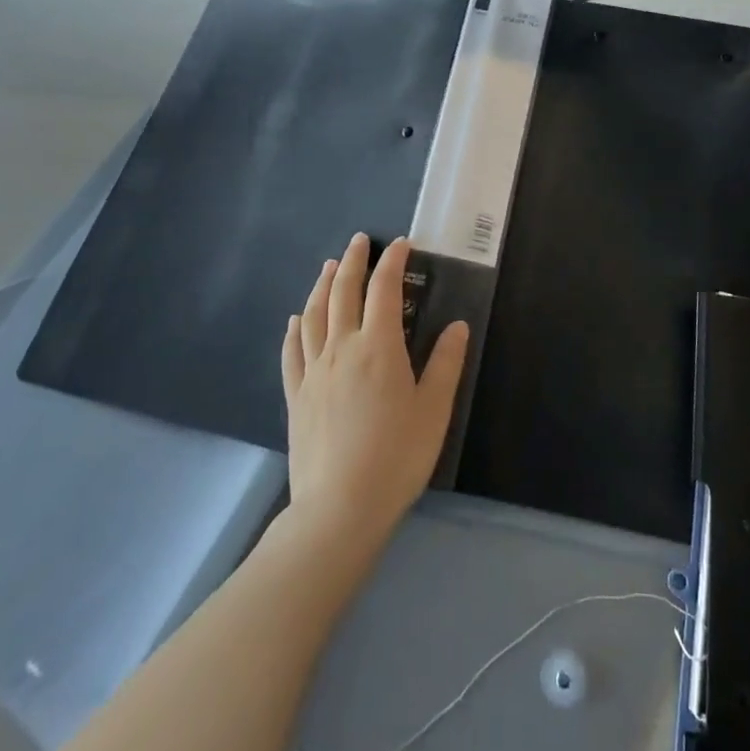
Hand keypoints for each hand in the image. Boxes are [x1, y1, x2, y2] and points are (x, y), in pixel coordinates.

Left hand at [281, 234, 468, 541]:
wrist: (339, 509)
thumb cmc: (396, 457)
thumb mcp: (433, 409)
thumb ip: (445, 363)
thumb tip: (458, 325)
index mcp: (378, 346)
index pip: (384, 289)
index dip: (392, 262)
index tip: (400, 244)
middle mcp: (342, 348)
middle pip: (343, 292)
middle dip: (353, 261)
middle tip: (359, 241)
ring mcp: (314, 371)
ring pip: (314, 315)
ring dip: (322, 285)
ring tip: (328, 266)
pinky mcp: (296, 396)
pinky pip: (292, 352)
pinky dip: (295, 328)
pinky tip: (296, 319)